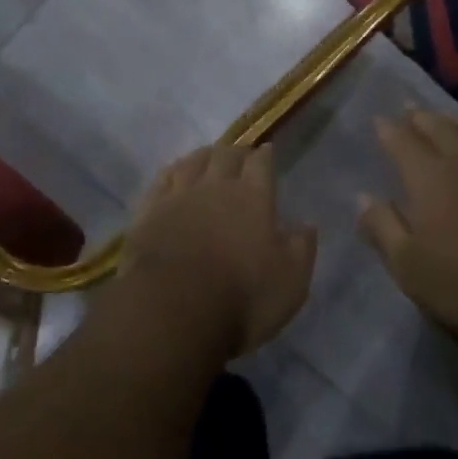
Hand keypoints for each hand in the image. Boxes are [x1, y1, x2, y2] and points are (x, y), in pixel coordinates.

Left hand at [121, 144, 316, 359]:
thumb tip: (307, 224)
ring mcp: (179, 195)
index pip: (261, 164)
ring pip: (193, 161)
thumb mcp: (290, 282)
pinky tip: (173, 172)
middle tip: (240, 155)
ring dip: (204, 155)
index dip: (265, 155)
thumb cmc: (241, 297)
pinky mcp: (149, 210)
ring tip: (208, 156)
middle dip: (235, 151)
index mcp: (253, 198)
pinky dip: (172, 171)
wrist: (172, 308)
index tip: (267, 150)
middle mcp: (216, 186)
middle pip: (226, 155)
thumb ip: (301, 249)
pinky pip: (162, 179)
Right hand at [359, 110, 457, 345]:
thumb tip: (363, 197)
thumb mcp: (409, 267)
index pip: (402, 141)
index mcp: (429, 177)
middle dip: (420, 117)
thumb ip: (383, 228)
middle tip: (410, 111)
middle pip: (439, 126)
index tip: (379, 120)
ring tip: (448, 119)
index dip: (388, 129)